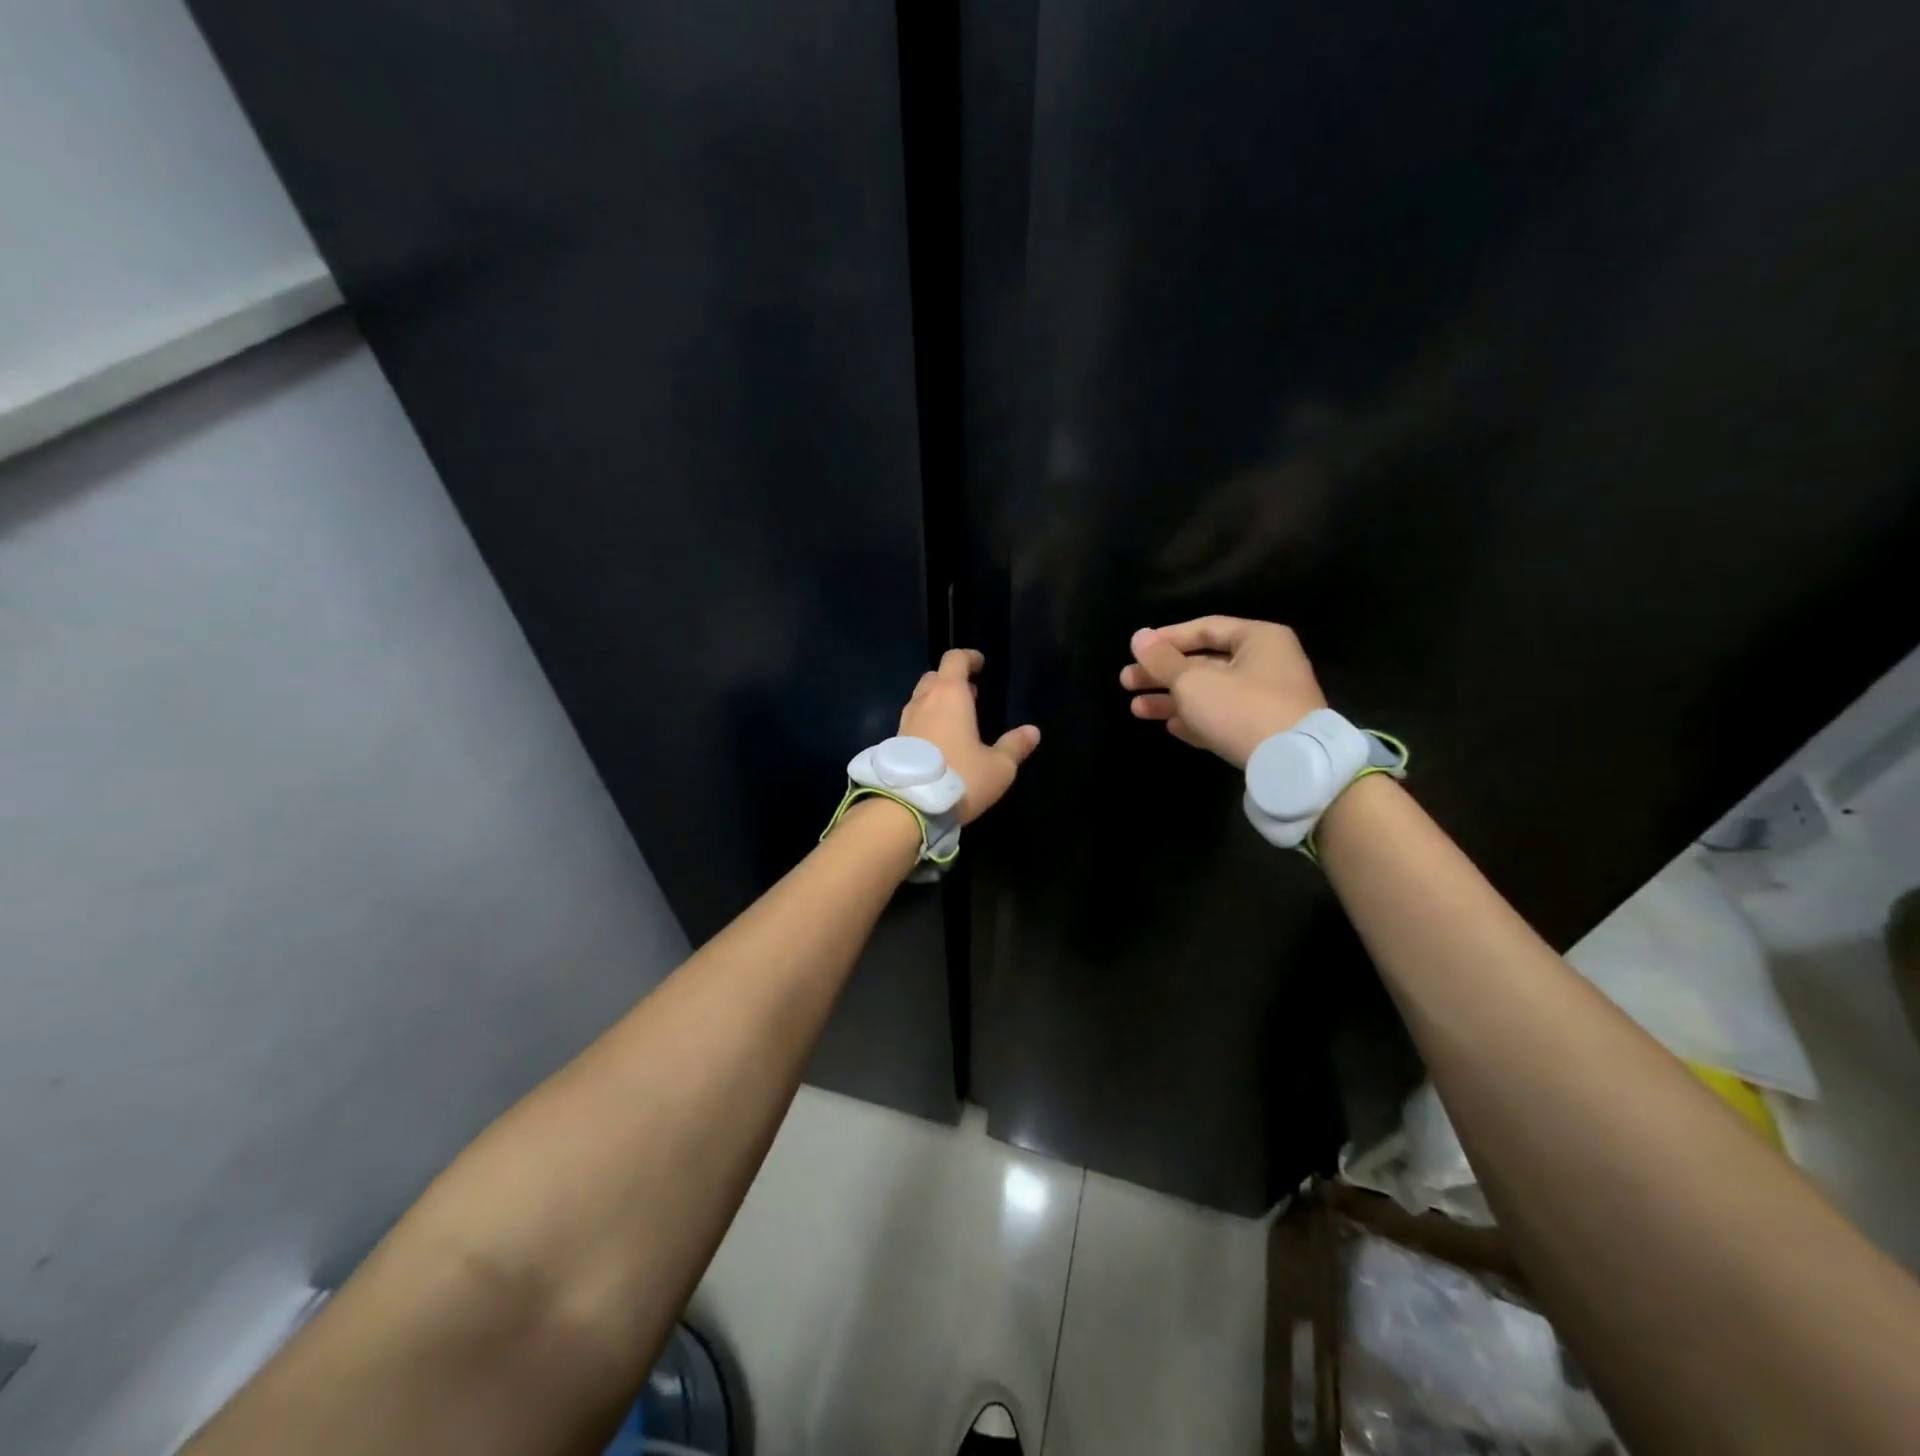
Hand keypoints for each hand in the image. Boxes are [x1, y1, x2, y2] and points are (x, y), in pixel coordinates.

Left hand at [900, 649, 1040, 823]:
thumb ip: (1015, 746)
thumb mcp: (998, 767)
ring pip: (921, 699)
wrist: (908, 806)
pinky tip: (939, 743)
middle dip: (952, 681)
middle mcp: (924, 701)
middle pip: (935, 677)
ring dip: (937, 702)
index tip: (980, 664)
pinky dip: (927, 722)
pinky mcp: (895, 742)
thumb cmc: (960, 777)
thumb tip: (1033, 731)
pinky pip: (913, 721)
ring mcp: (906, 721)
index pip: (955, 660)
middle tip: (970, 695)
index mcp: (950, 695)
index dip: (969, 658)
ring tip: (957, 720)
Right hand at [1119, 617, 1326, 767]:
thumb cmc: (1241, 708)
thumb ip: (1162, 660)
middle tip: (1126, 682)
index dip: (1167, 638)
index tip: (1136, 650)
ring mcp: (1267, 701)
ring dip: (1172, 700)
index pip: (1205, 628)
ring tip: (1136, 709)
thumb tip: (1138, 637)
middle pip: (1204, 663)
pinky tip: (1169, 726)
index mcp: (1258, 639)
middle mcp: (1266, 664)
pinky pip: (1222, 719)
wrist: (1291, 765)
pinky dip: (1196, 720)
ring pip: (1210, 694)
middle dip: (1162, 674)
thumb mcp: (1193, 681)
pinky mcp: (1263, 732)